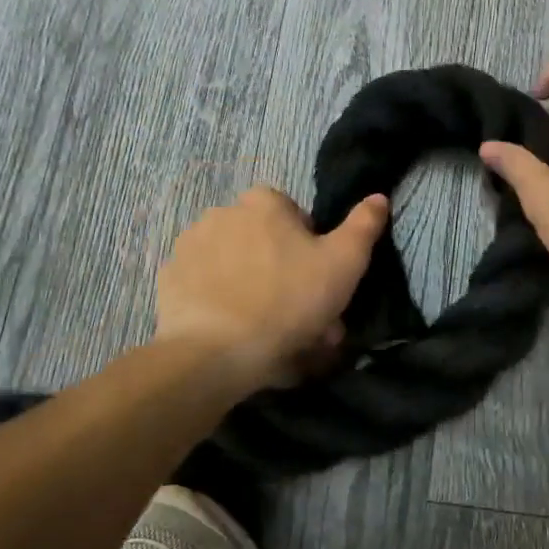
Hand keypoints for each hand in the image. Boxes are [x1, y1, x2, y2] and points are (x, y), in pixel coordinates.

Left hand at [155, 186, 390, 392]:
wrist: (215, 352)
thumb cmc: (287, 301)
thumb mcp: (344, 264)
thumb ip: (364, 226)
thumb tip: (379, 197)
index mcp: (264, 202)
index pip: (298, 220)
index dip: (314, 253)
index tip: (320, 287)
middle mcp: (222, 212)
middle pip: (267, 244)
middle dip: (285, 276)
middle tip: (301, 320)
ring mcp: (190, 245)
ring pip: (237, 266)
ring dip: (254, 289)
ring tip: (269, 334)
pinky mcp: (169, 279)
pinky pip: (207, 286)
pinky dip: (222, 303)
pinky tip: (235, 333)